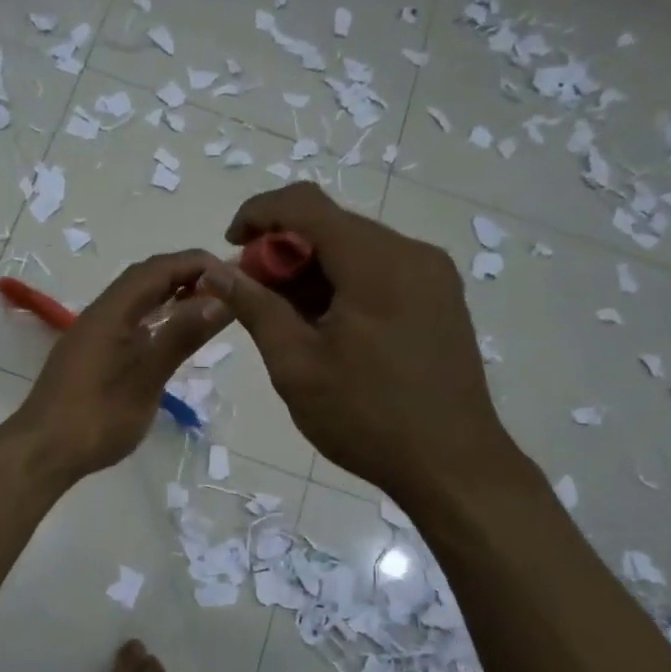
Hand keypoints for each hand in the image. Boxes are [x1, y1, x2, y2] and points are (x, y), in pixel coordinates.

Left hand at [0, 251, 229, 484]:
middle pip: (145, 279)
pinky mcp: (90, 355)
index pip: (158, 268)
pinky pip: (128, 321)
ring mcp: (92, 334)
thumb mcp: (147, 376)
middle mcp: (100, 313)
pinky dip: (155, 319)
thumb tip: (220, 298)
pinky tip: (170, 338)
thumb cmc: (97, 416)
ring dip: (170, 296)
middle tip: (226, 289)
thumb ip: (181, 336)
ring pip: (135, 301)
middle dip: (186, 276)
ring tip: (207, 308)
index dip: (196, 263)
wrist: (43, 451)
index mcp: (111, 310)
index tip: (234, 272)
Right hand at [200, 184, 518, 505]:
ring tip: (286, 319)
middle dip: (283, 250)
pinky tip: (327, 327)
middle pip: (332, 225)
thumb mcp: (295, 364)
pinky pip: (381, 271)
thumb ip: (254, 307)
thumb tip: (216, 270)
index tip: (230, 248)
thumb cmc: (366, 417)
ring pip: (356, 249)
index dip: (258, 214)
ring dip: (312, 270)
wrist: (454, 467)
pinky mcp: (441, 299)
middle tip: (253, 296)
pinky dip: (343, 284)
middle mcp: (411, 253)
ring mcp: (433, 276)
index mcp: (376, 261)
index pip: (305, 204)